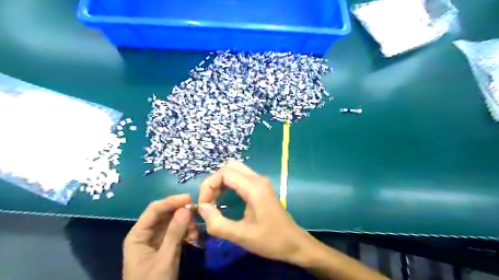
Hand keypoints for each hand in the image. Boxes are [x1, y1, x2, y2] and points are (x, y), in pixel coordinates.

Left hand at [121, 195, 197, 279]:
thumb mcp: (164, 258)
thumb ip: (175, 233)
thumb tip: (187, 208)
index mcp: (138, 234)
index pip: (155, 209)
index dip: (172, 201)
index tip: (190, 198)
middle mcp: (147, 233)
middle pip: (165, 214)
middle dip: (181, 212)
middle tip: (197, 213)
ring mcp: (157, 240)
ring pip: (173, 222)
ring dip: (186, 223)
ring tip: (195, 232)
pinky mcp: (166, 246)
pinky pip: (178, 232)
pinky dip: (186, 232)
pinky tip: (194, 237)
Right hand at [197, 162, 310, 263]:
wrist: (294, 243)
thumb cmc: (270, 240)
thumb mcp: (241, 236)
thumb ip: (217, 223)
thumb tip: (201, 207)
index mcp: (253, 187)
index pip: (224, 173)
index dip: (208, 186)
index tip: (204, 205)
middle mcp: (257, 178)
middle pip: (229, 167)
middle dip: (214, 182)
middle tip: (208, 201)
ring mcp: (261, 181)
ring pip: (235, 171)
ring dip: (221, 182)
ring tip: (214, 201)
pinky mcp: (261, 187)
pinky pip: (241, 177)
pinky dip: (229, 184)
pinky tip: (225, 198)